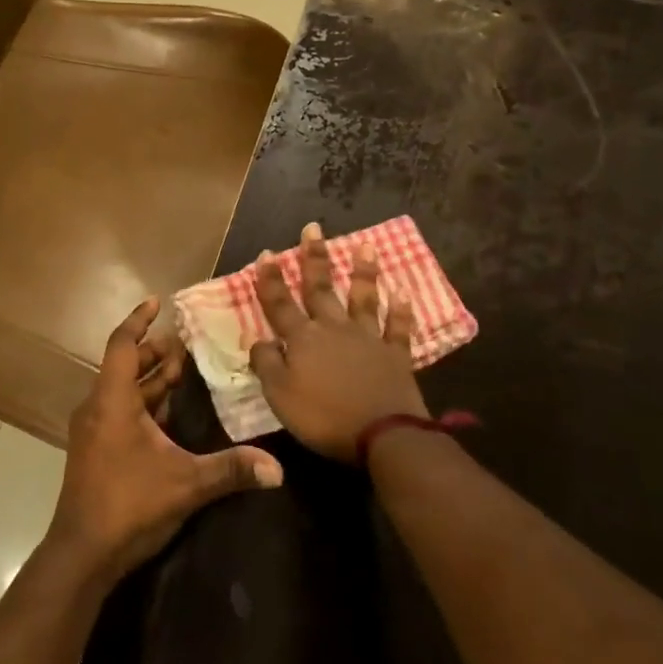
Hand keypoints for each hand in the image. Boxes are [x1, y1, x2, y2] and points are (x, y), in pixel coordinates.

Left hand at [44, 297, 284, 589]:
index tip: (157, 302)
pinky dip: (143, 402)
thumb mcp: (186, 484)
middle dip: (154, 352)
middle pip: (124, 365)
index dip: (139, 321)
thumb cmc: (128, 504)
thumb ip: (231, 470)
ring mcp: (93, 430)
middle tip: (186, 345)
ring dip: (150, 378)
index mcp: (112, 401)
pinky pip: (119, 410)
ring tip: (182, 370)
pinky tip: (168, 412)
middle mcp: (98, 407)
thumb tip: (278, 469)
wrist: (82, 554)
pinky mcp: (95, 450)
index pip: (122, 344)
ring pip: (122, 390)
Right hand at [250, 222, 426, 462]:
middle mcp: (333, 329)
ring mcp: (367, 339)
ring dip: (363, 272)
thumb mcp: (280, 395)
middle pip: (321, 289)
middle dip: (315, 258)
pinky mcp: (395, 355)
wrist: (382, 435)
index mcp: (302, 339)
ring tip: (365, 246)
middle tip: (314, 228)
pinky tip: (403, 293)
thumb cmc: (323, 416)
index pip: (280, 303)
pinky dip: (401, 311)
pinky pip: (397, 328)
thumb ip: (266, 364)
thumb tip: (258, 339)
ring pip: (363, 298)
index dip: (271, 279)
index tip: (267, 253)